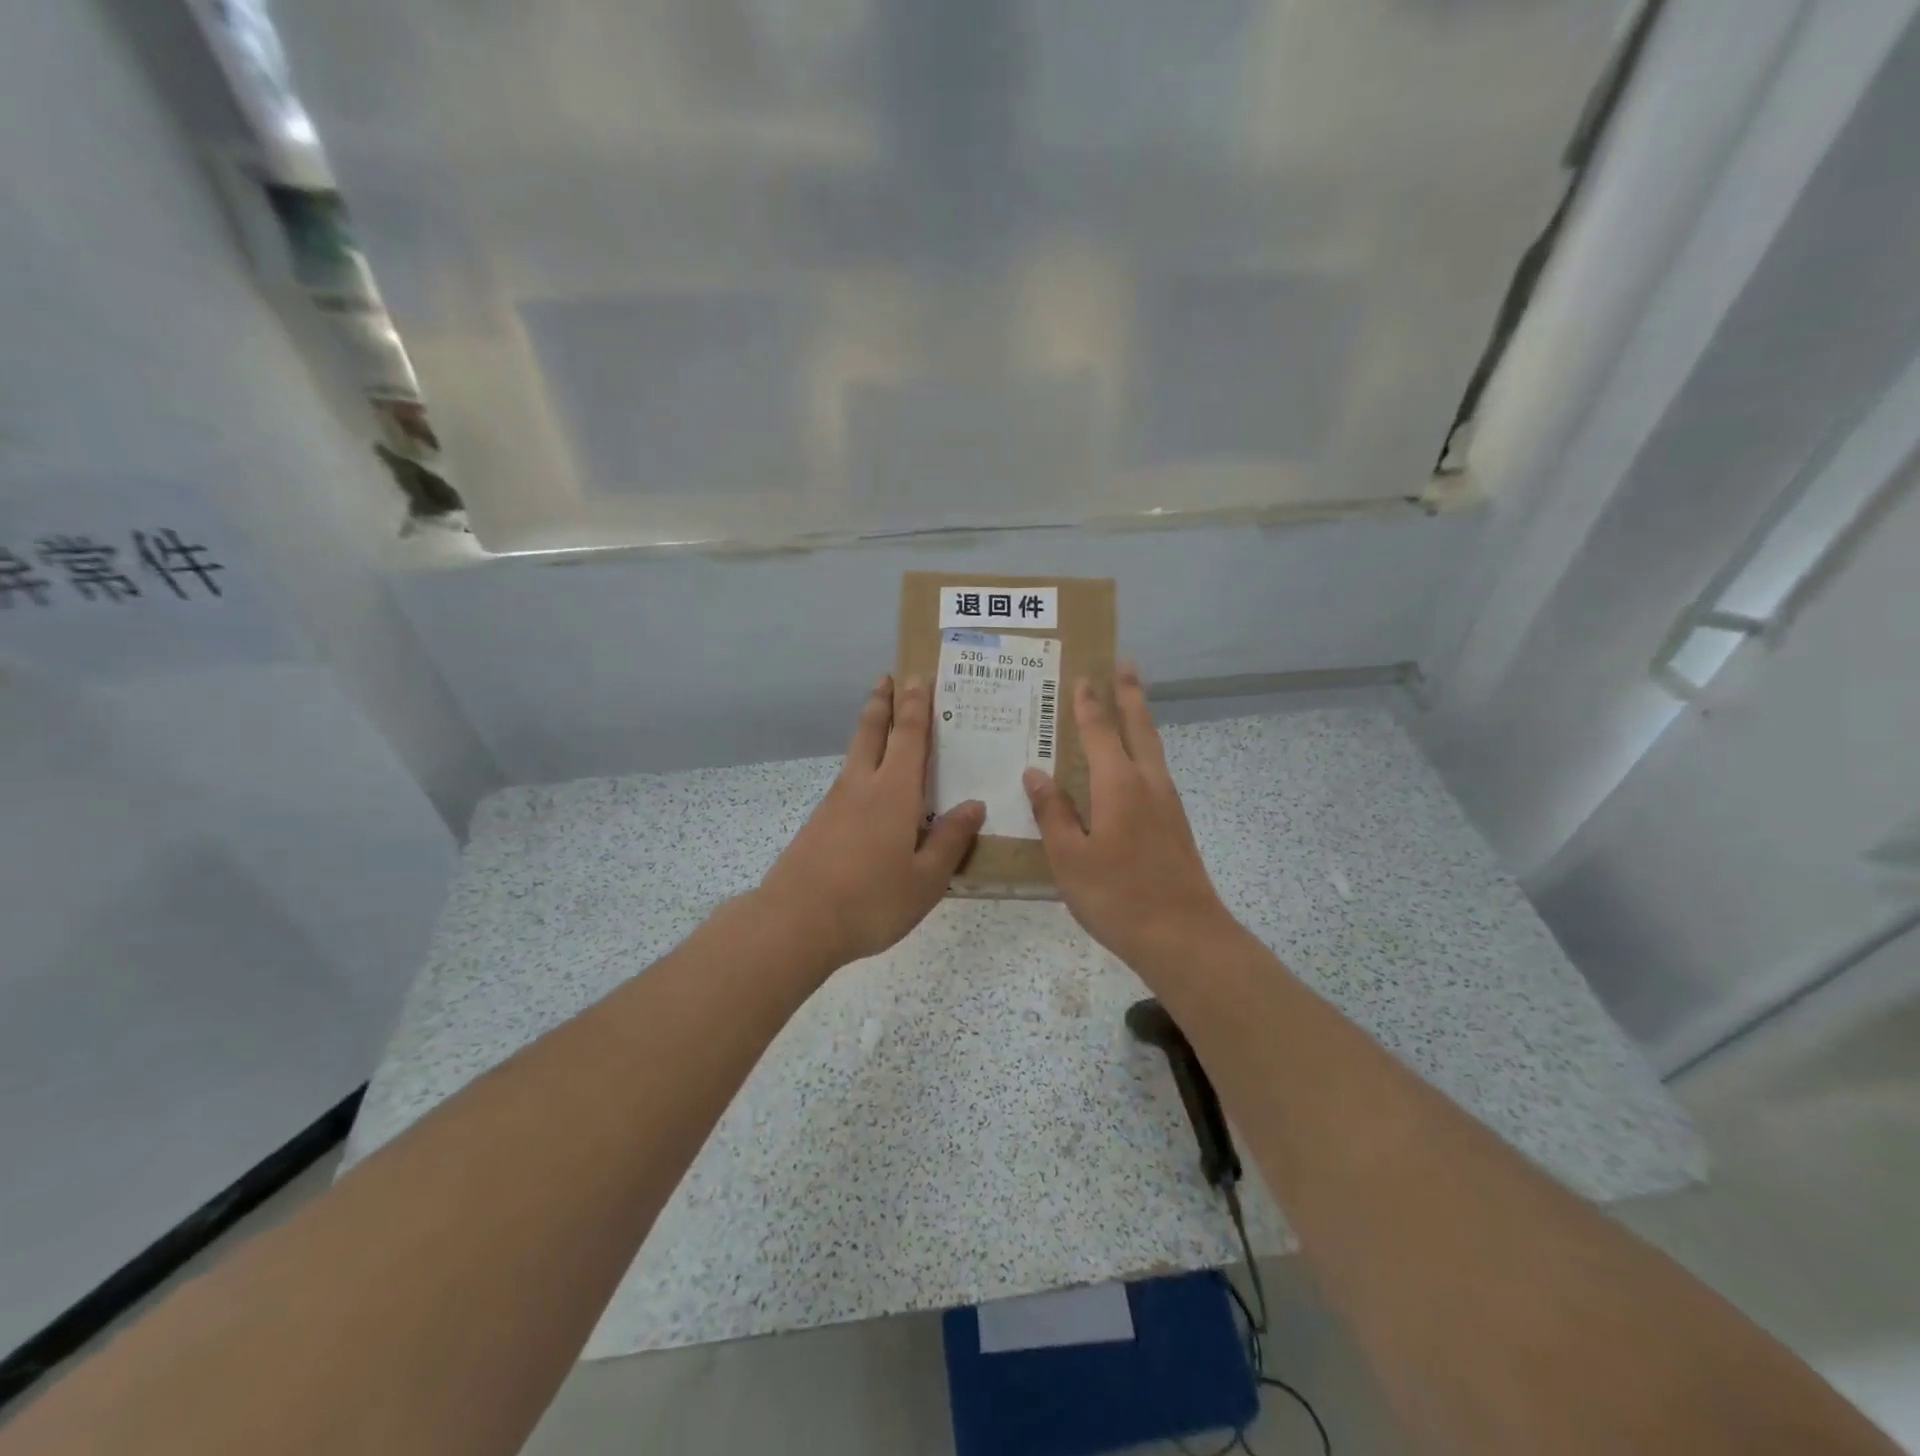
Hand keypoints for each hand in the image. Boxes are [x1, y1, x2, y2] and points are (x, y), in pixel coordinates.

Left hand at [757, 674, 984, 969]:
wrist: (796, 923)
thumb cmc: (871, 900)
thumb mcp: (926, 879)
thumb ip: (950, 840)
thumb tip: (974, 805)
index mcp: (894, 793)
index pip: (909, 737)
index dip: (916, 706)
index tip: (918, 677)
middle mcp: (862, 786)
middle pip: (871, 732)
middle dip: (881, 703)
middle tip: (887, 678)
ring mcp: (834, 804)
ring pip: (855, 755)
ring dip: (868, 732)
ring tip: (880, 725)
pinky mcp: (819, 824)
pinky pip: (846, 784)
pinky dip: (860, 769)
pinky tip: (866, 790)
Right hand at [1023, 662, 1237, 970]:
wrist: (1183, 936)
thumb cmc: (1117, 895)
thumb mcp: (1069, 857)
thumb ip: (1053, 812)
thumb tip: (1036, 773)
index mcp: (1119, 784)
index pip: (1100, 731)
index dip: (1089, 703)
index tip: (1082, 675)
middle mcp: (1148, 783)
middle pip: (1139, 727)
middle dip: (1130, 694)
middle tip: (1125, 664)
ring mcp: (1167, 804)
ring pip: (1152, 748)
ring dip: (1140, 719)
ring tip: (1130, 703)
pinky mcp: (1175, 825)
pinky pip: (1155, 771)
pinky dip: (1143, 751)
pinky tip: (1133, 767)